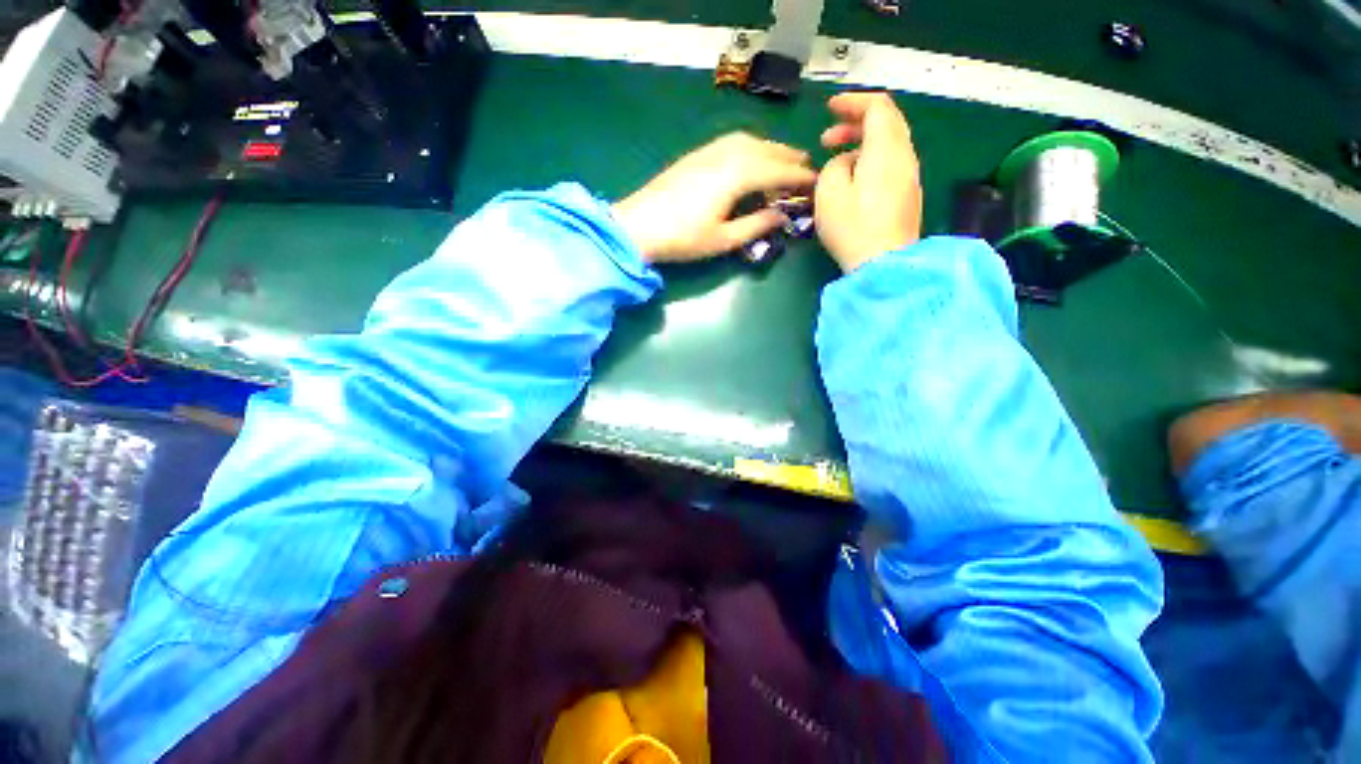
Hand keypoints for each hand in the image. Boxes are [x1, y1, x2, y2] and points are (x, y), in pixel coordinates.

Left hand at [613, 133, 815, 262]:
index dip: (799, 179)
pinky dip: (751, 147)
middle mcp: (727, 154)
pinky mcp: (696, 154)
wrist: (638, 226)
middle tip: (806, 170)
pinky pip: (733, 142)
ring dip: (771, 149)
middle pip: (767, 151)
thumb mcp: (723, 239)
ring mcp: (709, 151)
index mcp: (738, 175)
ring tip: (783, 162)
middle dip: (789, 159)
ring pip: (750, 141)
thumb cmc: (683, 238)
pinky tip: (750, 158)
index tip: (817, 185)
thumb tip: (782, 216)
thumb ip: (757, 226)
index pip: (778, 172)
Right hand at [814, 93, 922, 272]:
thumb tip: (845, 163)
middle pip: (887, 123)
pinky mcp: (907, 196)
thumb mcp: (829, 192)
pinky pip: (890, 164)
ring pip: (889, 144)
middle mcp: (904, 156)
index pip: (877, 106)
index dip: (853, 102)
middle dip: (855, 123)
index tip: (830, 109)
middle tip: (826, 140)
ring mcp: (909, 177)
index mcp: (886, 149)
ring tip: (836, 163)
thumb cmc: (853, 227)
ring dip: (861, 144)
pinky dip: (871, 161)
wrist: (883, 263)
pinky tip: (853, 182)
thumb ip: (834, 167)